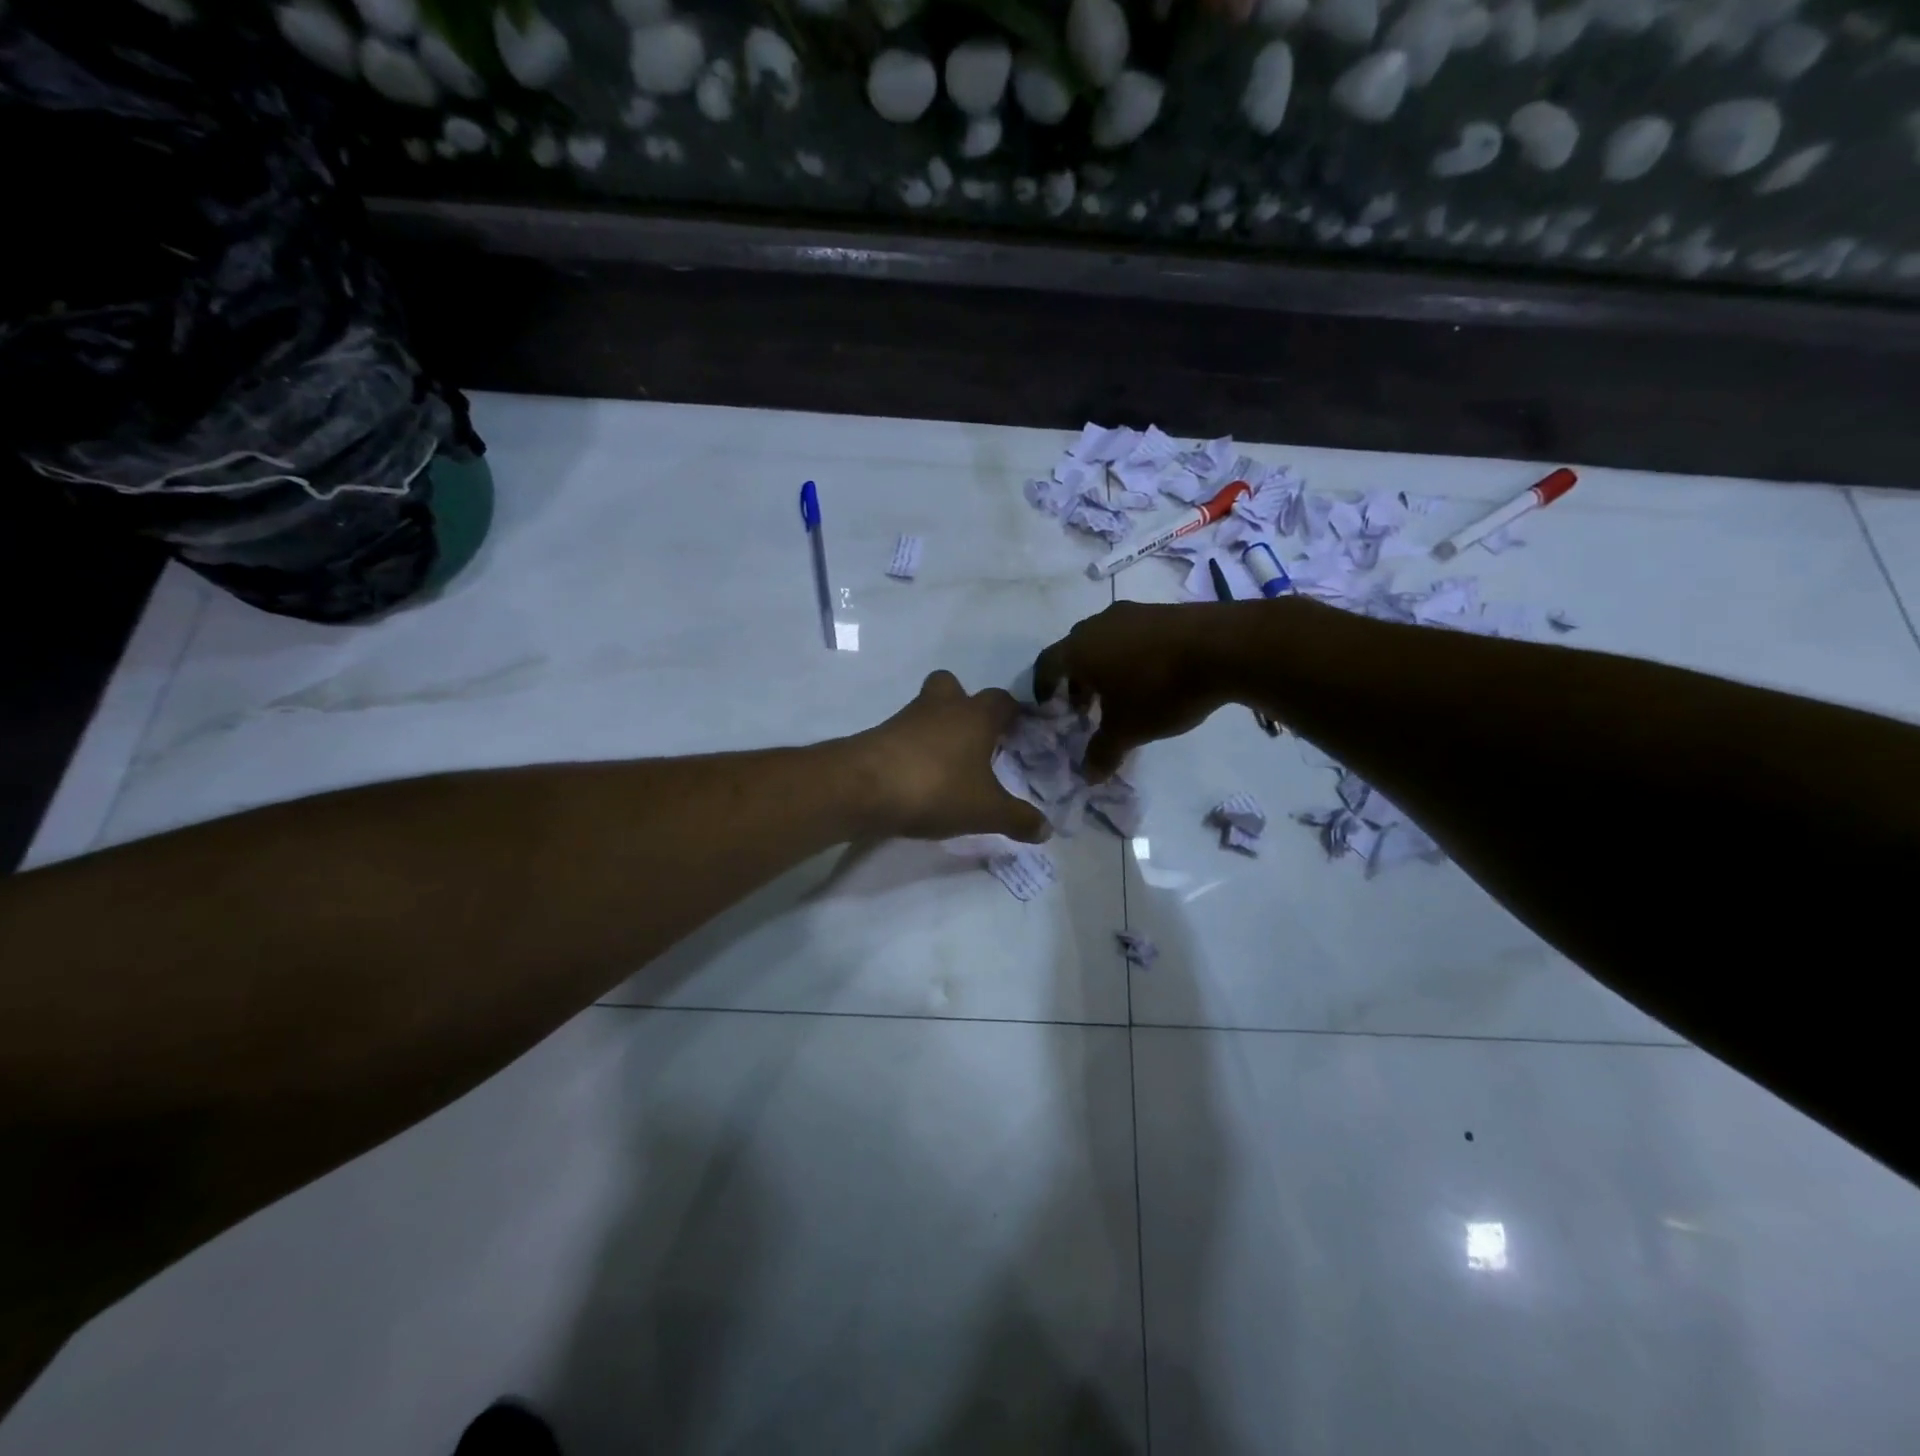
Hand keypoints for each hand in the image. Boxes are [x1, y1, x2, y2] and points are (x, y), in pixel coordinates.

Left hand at [854, 671, 1051, 843]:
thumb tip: (1047, 829)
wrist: (863, 788)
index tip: (1019, 731)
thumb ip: (1018, 819)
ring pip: (927, 710)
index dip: (1013, 713)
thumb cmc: (936, 788)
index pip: (1002, 700)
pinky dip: (914, 749)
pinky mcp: (879, 735)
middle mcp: (942, 707)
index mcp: (975, 715)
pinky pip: (904, 734)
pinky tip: (919, 777)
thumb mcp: (986, 811)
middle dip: (965, 706)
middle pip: (955, 688)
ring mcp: (906, 718)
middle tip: (975, 737)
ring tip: (948, 765)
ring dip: (937, 728)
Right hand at [1034, 601, 1234, 779]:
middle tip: (1087, 707)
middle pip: (1075, 650)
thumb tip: (1088, 776)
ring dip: (1105, 667)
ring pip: (1106, 641)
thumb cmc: (1160, 689)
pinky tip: (1153, 677)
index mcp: (1079, 649)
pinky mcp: (1163, 611)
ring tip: (1122, 694)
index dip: (1043, 687)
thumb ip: (1102, 753)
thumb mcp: (1128, 730)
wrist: (1224, 647)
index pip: (1046, 664)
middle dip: (1076, 679)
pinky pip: (1134, 635)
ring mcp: (1133, 613)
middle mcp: (1099, 624)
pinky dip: (1132, 656)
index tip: (1050, 707)